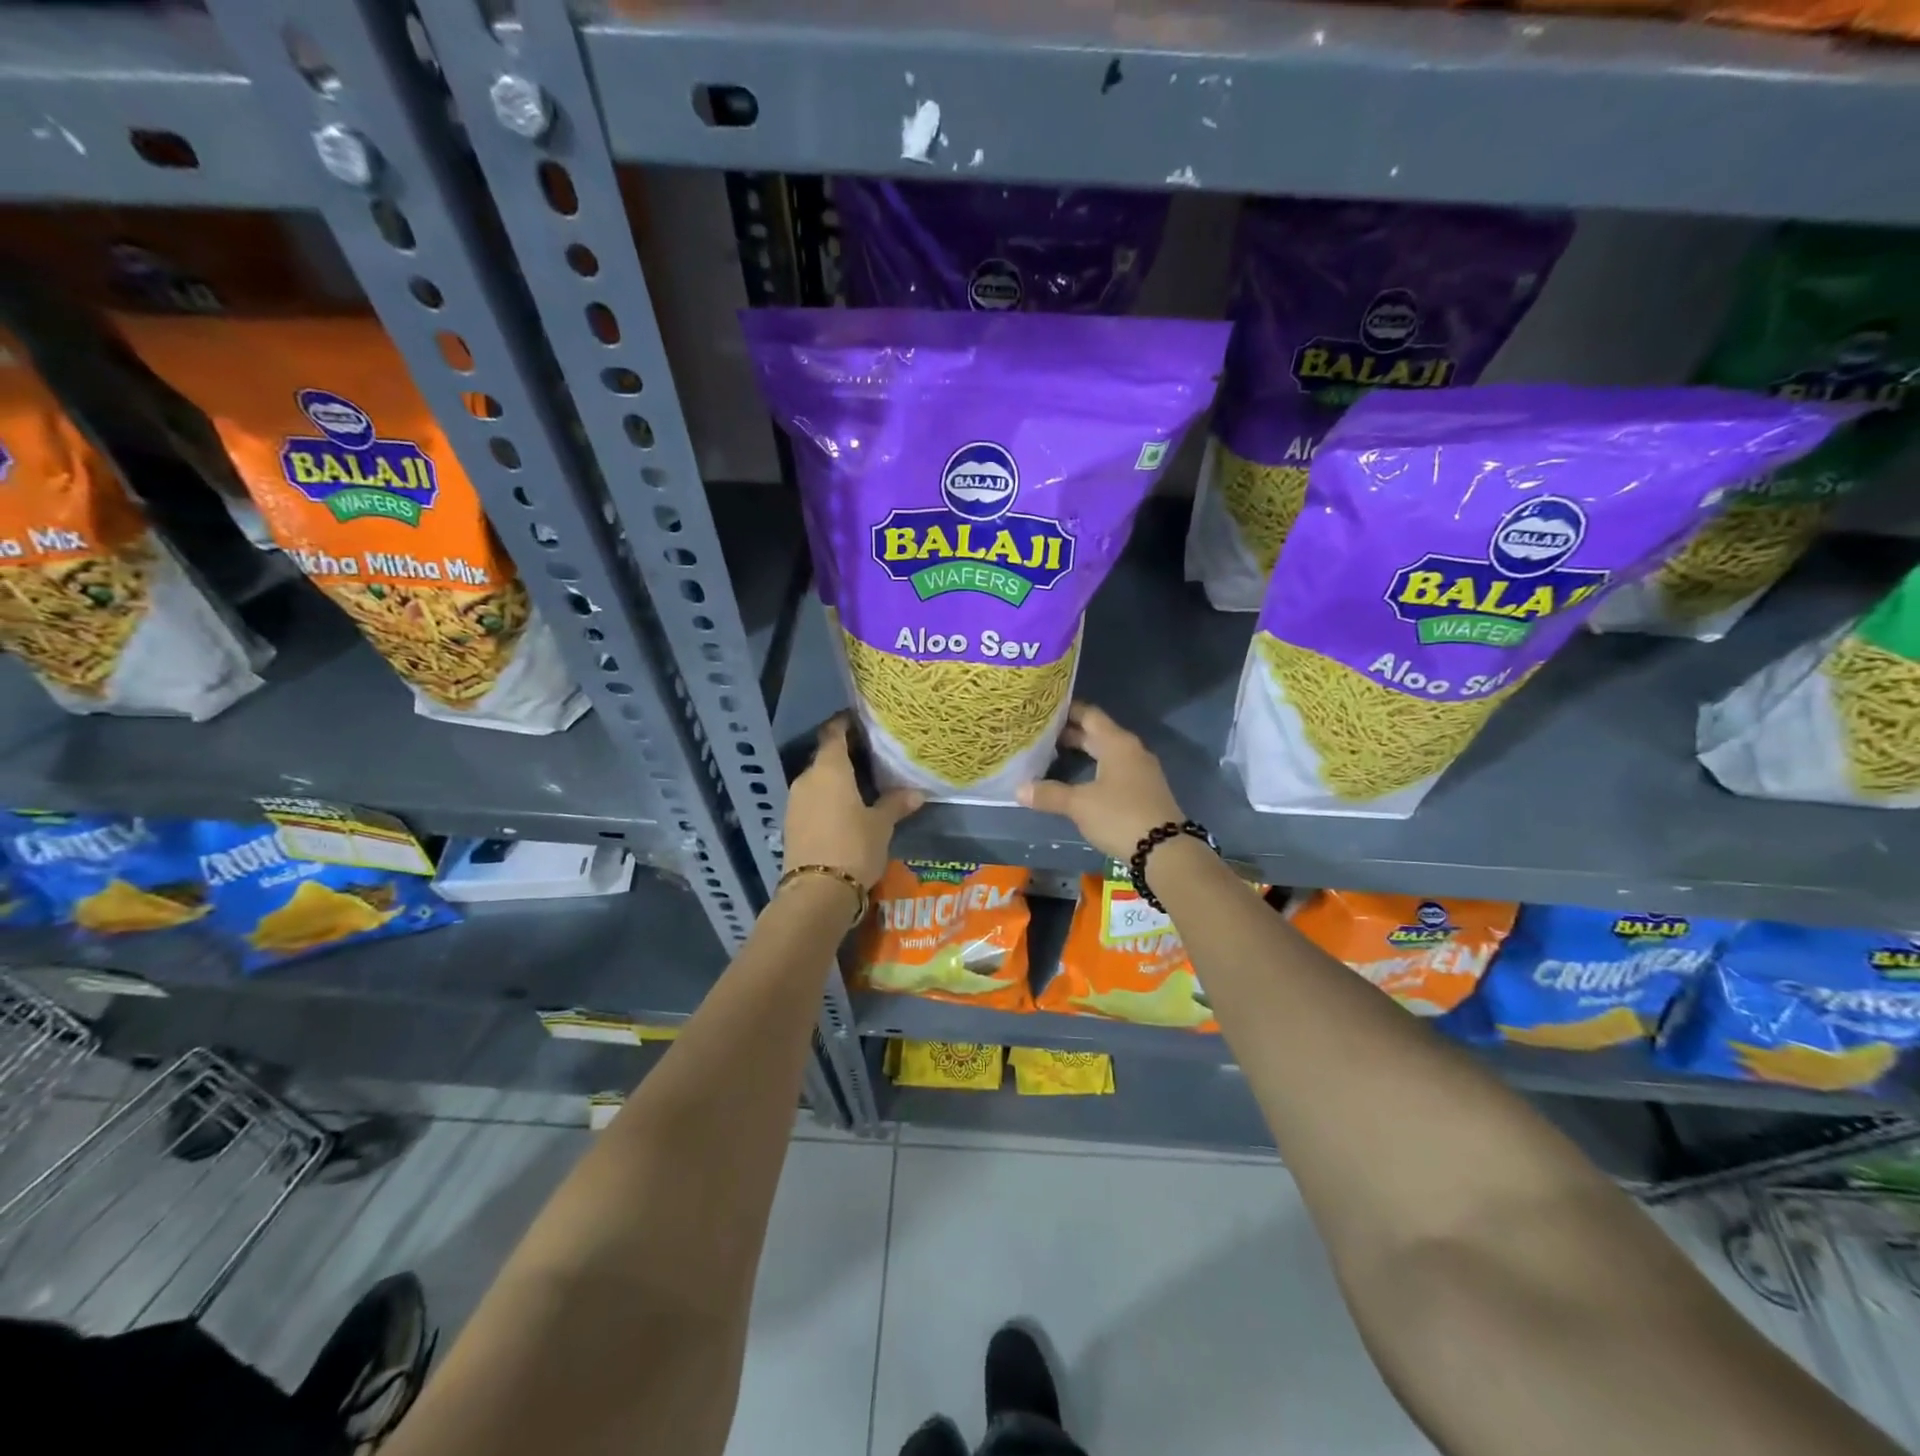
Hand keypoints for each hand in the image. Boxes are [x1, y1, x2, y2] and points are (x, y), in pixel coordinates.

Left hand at [783, 715, 924, 887]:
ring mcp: (795, 801)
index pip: (833, 733)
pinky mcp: (792, 823)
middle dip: (846, 753)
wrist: (817, 892)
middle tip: (872, 755)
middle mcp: (807, 778)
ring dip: (836, 778)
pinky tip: (846, 807)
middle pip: (825, 756)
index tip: (862, 721)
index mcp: (829, 769)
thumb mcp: (881, 825)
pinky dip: (827, 797)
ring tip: (862, 782)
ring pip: (818, 779)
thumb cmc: (854, 847)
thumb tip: (916, 792)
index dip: (846, 723)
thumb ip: (896, 804)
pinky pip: (812, 799)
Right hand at [1016, 701, 1184, 859]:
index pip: (1089, 714)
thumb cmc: (1120, 816)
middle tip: (1041, 735)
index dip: (1067, 710)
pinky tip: (1078, 780)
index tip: (1043, 710)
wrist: (1165, 850)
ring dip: (1083, 752)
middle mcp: (1131, 750)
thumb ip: (1049, 794)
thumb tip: (1018, 789)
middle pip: (1098, 733)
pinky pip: (1114, 769)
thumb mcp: (1080, 805)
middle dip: (1070, 733)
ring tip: (1054, 756)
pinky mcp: (1143, 790)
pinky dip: (1094, 768)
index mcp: (1117, 743)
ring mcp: (1140, 770)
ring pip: (1106, 752)